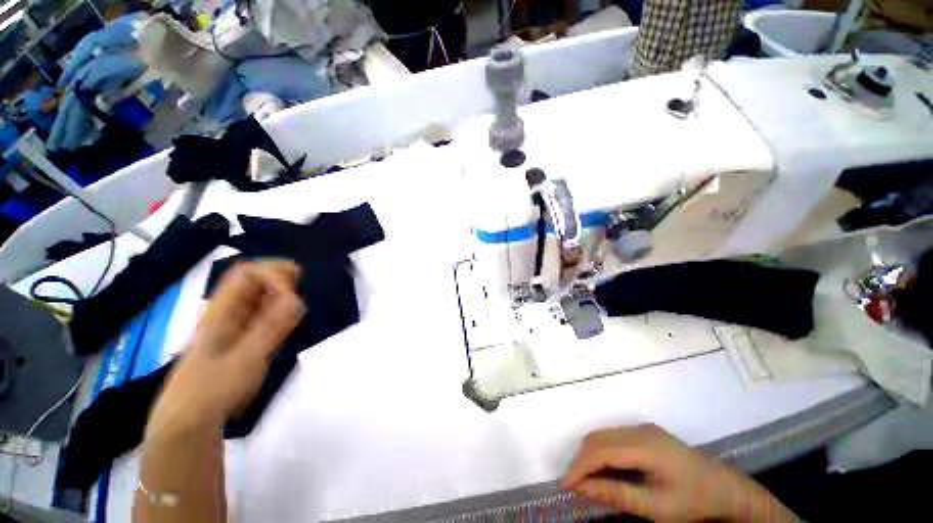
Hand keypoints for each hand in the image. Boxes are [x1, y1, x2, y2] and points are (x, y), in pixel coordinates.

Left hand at [146, 261, 304, 438]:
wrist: (189, 422)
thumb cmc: (211, 391)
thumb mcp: (243, 360)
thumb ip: (270, 328)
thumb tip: (297, 299)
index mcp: (222, 311)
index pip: (247, 274)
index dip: (273, 275)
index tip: (293, 296)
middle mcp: (228, 312)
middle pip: (254, 279)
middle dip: (280, 276)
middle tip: (303, 283)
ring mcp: (235, 325)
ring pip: (261, 295)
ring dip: (283, 292)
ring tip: (299, 303)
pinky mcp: (244, 338)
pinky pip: (264, 314)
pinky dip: (281, 310)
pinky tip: (290, 320)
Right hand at [562, 424, 796, 522]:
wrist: (725, 488)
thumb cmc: (693, 501)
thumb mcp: (657, 506)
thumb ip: (618, 494)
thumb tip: (582, 487)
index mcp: (645, 446)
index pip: (602, 451)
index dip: (580, 466)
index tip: (564, 484)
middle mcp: (638, 430)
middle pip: (598, 439)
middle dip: (581, 460)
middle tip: (572, 483)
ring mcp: (641, 428)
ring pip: (602, 435)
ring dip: (588, 455)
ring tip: (583, 478)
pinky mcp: (642, 431)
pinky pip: (612, 437)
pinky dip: (600, 452)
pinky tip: (601, 468)